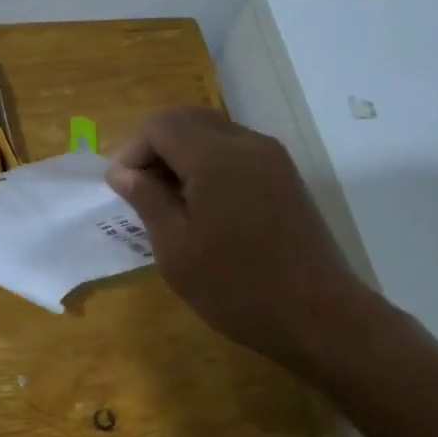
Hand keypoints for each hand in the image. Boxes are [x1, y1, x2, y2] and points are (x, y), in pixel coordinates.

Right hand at [106, 107, 376, 369]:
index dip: (131, 150)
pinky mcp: (285, 177)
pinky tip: (202, 206)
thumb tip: (122, 172)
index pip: (160, 125)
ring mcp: (272, 158)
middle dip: (155, 147)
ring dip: (182, 155)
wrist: (318, 316)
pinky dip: (208, 164)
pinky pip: (235, 151)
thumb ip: (146, 199)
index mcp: (215, 157)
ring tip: (167, 201)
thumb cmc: (235, 287)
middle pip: (187, 119)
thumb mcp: (175, 249)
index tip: (120, 188)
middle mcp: (246, 143)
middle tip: (139, 190)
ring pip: (212, 132)